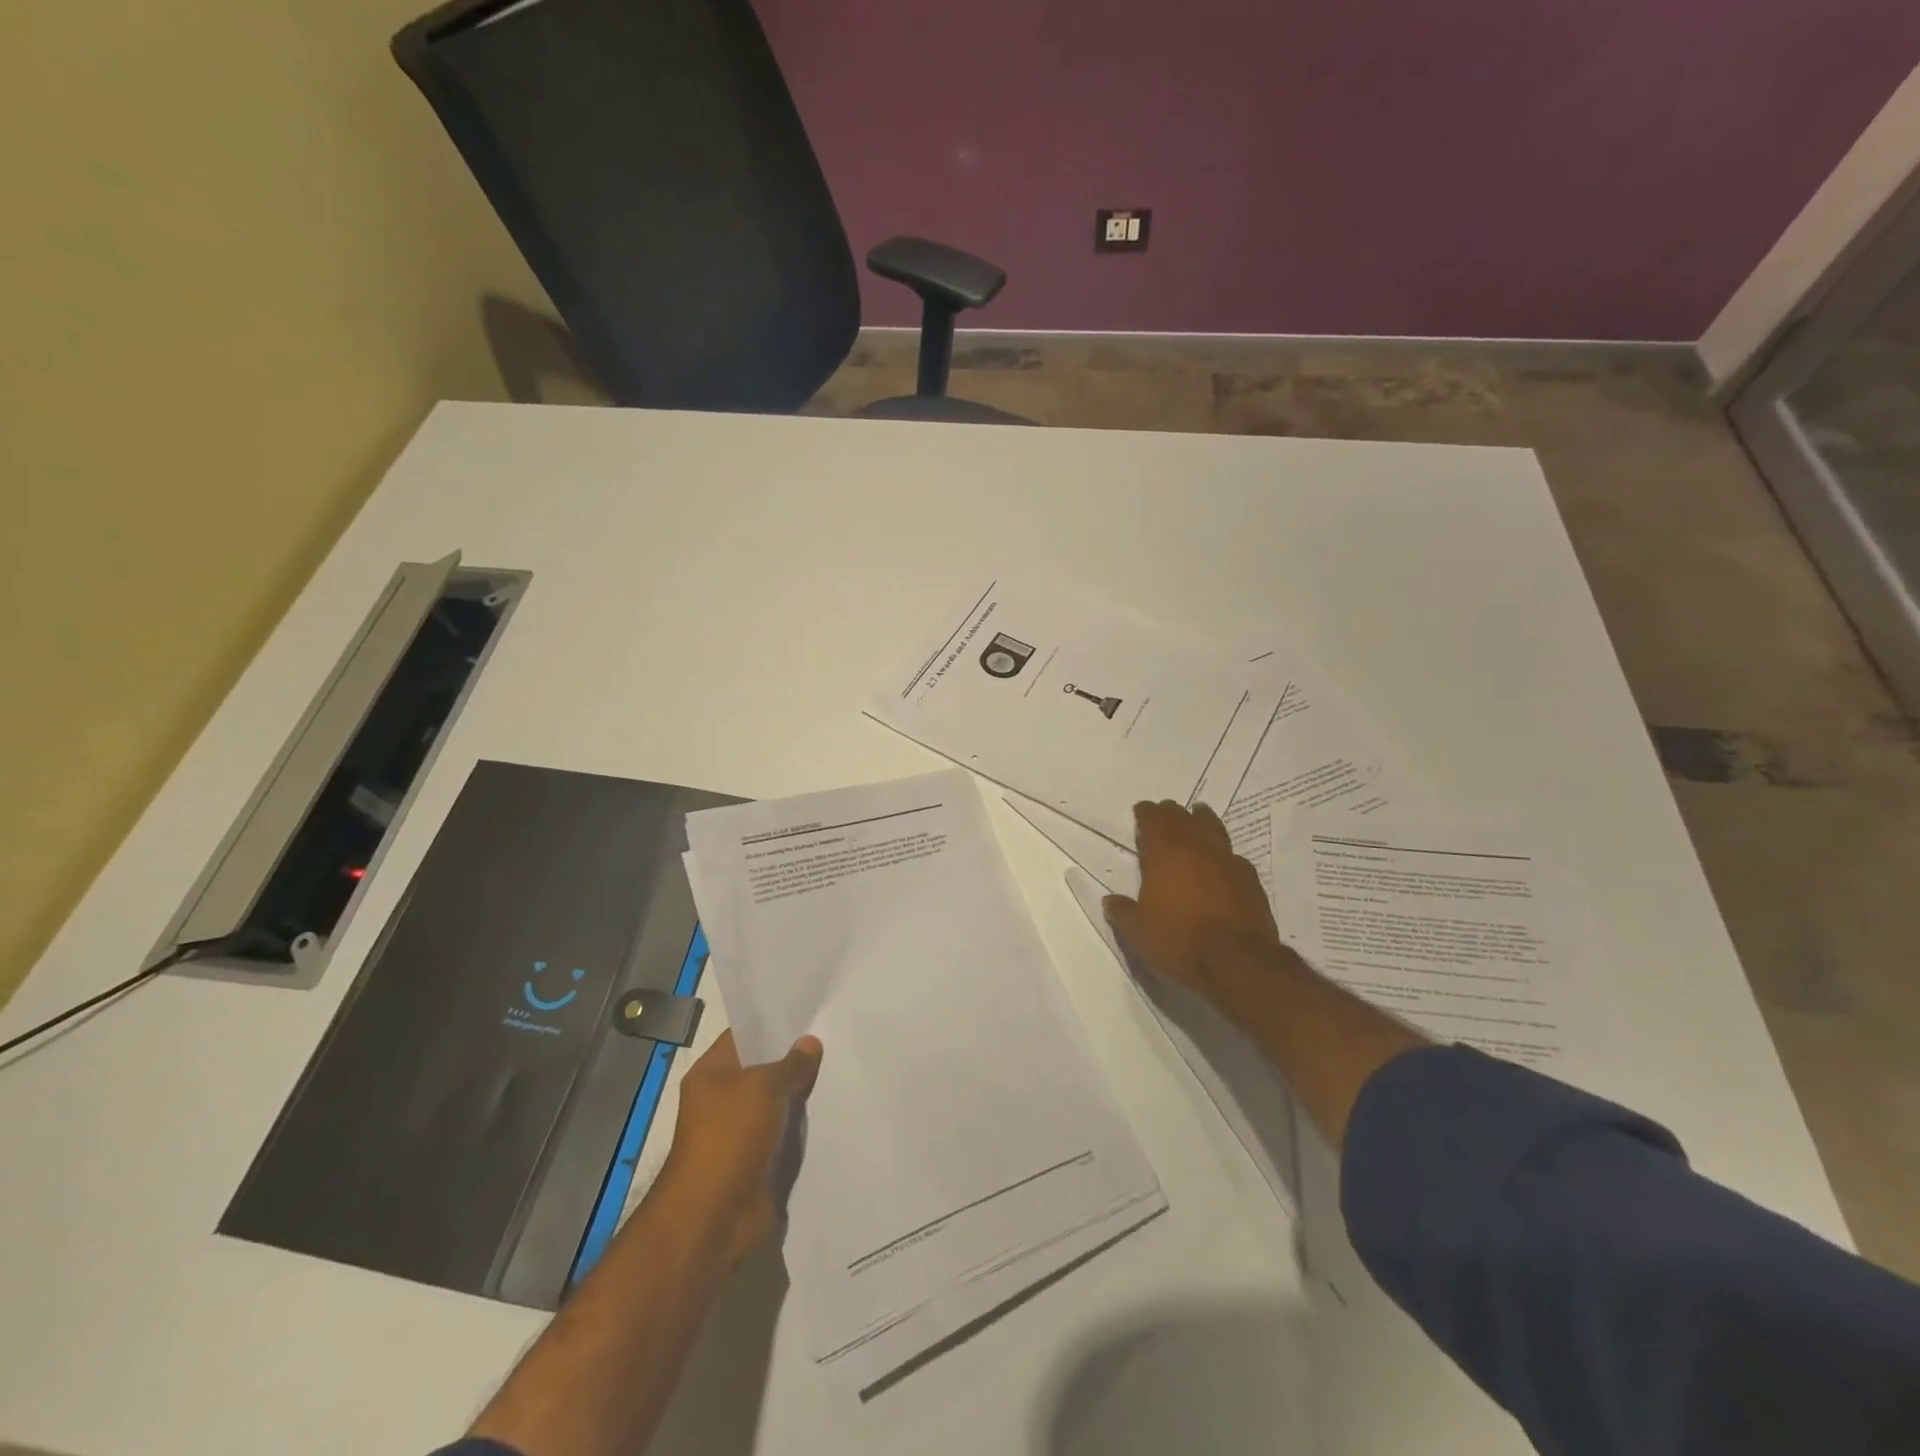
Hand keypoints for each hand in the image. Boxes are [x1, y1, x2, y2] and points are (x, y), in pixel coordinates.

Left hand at [660, 1029, 822, 1264]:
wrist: (715, 1216)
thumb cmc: (730, 1137)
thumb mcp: (764, 1087)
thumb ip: (791, 1064)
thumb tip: (810, 1042)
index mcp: (711, 1074)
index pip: (743, 1037)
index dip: (773, 1025)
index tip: (809, 1013)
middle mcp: (721, 1100)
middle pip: (762, 1070)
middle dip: (794, 1060)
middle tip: (833, 1039)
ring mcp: (739, 1133)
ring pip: (776, 1103)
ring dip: (801, 1095)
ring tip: (840, 1070)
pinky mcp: (756, 1162)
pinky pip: (783, 1135)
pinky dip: (802, 1127)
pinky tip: (833, 1111)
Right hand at [1103, 800, 1290, 1016]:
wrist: (1238, 962)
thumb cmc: (1180, 940)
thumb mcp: (1138, 932)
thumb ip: (1123, 912)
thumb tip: (1110, 901)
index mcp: (1166, 853)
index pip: (1154, 820)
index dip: (1146, 813)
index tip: (1141, 810)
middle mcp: (1198, 848)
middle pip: (1183, 819)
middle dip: (1171, 813)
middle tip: (1165, 811)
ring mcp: (1228, 861)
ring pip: (1213, 828)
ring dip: (1203, 819)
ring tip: (1198, 813)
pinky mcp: (1251, 880)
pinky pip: (1233, 855)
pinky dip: (1224, 852)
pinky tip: (1223, 859)